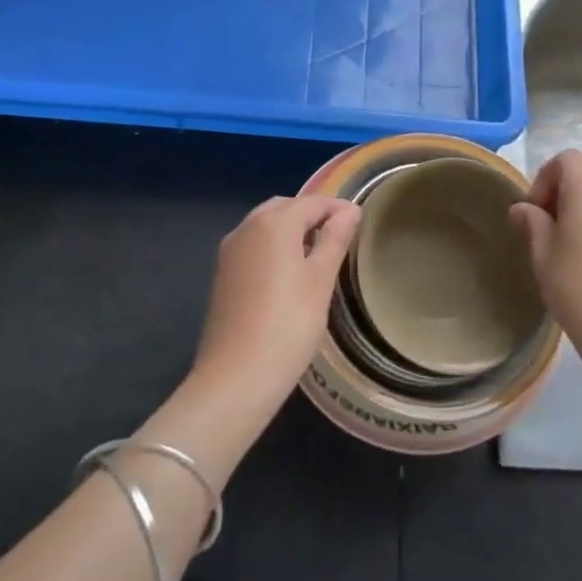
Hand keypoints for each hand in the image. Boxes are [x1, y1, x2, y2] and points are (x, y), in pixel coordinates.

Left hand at [193, 195, 360, 415]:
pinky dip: (273, 246)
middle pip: (285, 208)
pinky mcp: (222, 274)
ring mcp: (230, 251)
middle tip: (338, 236)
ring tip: (317, 254)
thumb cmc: (288, 325)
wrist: (235, 378)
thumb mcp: (320, 280)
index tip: (359, 221)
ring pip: (265, 225)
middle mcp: (247, 227)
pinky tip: (288, 273)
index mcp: (273, 223)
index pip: (312, 202)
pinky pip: (253, 245)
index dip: (337, 208)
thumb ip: (335, 240)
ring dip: (291, 229)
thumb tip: (350, 210)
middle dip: (311, 215)